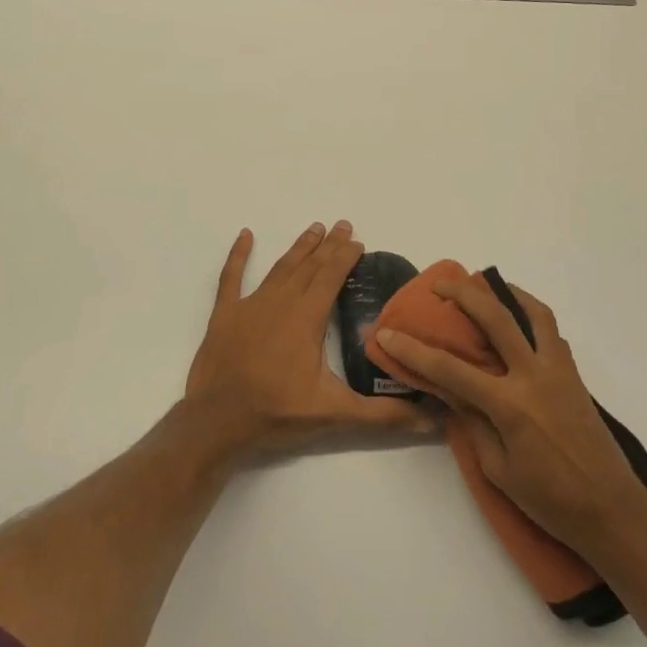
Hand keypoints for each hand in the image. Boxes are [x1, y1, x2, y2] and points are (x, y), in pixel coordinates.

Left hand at [186, 222, 433, 464]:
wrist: (217, 421)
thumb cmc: (277, 413)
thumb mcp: (335, 414)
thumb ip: (382, 415)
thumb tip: (429, 421)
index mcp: (307, 318)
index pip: (331, 277)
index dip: (345, 257)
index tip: (358, 241)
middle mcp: (281, 302)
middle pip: (309, 266)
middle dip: (328, 245)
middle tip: (342, 225)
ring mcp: (250, 305)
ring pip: (280, 268)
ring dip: (299, 248)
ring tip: (314, 228)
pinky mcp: (224, 315)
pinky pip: (231, 278)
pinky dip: (238, 255)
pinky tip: (245, 235)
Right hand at [375, 278, 646, 555]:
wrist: (613, 511)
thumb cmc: (550, 500)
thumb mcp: (499, 470)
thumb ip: (473, 424)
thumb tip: (452, 393)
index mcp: (509, 406)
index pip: (450, 370)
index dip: (414, 350)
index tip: (387, 332)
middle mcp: (534, 377)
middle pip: (495, 319)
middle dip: (463, 295)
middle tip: (441, 285)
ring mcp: (558, 371)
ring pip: (534, 313)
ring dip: (507, 293)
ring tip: (487, 286)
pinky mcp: (574, 375)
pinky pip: (552, 332)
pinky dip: (532, 316)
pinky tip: (518, 321)